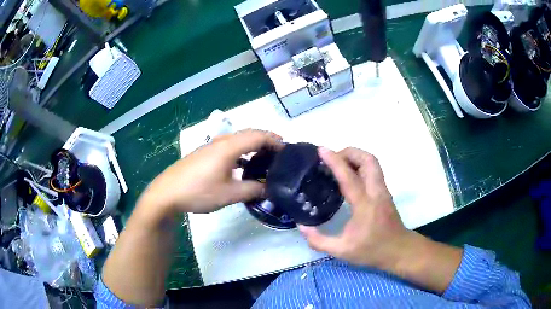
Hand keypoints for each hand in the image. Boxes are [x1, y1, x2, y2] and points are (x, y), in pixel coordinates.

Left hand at [140, 129, 282, 215]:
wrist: (167, 193)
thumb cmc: (199, 191)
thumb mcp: (229, 194)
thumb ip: (252, 190)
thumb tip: (269, 188)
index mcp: (229, 147)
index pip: (258, 135)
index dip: (275, 140)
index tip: (287, 152)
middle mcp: (221, 141)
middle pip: (249, 134)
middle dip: (267, 141)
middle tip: (279, 155)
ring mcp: (211, 146)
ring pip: (238, 140)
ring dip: (253, 146)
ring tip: (264, 160)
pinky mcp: (205, 153)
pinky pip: (229, 146)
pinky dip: (241, 152)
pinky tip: (242, 166)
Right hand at [299, 147, 411, 268]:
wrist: (398, 250)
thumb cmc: (371, 250)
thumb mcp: (341, 251)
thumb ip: (318, 241)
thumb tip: (302, 226)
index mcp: (365, 206)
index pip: (349, 177)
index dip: (335, 161)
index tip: (321, 150)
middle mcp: (376, 192)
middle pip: (368, 160)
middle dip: (349, 152)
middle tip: (332, 158)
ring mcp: (383, 190)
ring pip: (373, 162)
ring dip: (356, 156)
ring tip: (339, 164)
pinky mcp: (385, 191)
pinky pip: (373, 169)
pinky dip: (360, 164)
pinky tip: (349, 175)